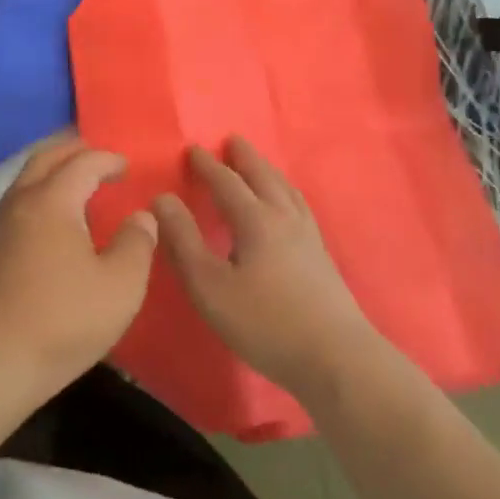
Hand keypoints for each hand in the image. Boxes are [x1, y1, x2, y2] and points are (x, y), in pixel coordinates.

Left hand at [0, 135, 156, 401]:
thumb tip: (141, 217)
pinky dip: (39, 197)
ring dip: (53, 173)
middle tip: (99, 159)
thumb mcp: (120, 288)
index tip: (127, 167)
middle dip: (74, 151)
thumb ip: (137, 244)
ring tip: (79, 190)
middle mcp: (19, 202)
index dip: (108, 159)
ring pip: (25, 180)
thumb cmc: (60, 322)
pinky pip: (16, 205)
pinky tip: (53, 228)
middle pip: (45, 157)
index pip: (83, 162)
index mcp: (52, 201)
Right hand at [153, 136, 382, 401]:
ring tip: (259, 165)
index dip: (207, 166)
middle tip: (232, 140)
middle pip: (263, 177)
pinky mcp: (322, 257)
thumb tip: (162, 199)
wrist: (336, 358)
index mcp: (256, 220)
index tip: (192, 149)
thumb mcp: (210, 286)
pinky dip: (287, 193)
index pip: (227, 182)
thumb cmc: (265, 323)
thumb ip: (183, 241)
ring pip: (286, 190)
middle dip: (245, 158)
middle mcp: (284, 218)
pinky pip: (300, 207)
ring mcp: (309, 236)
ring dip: (268, 172)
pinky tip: (289, 208)